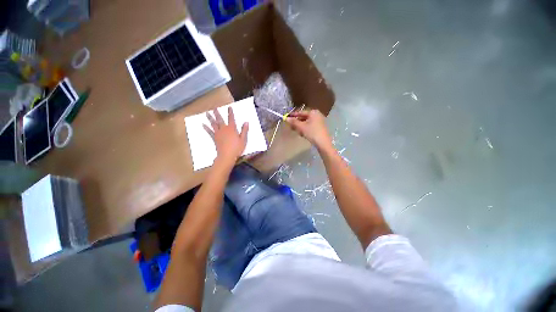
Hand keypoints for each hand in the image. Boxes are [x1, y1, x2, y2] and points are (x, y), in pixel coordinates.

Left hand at [204, 107, 248, 162]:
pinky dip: (206, 128)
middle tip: (214, 108)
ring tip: (207, 113)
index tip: (229, 107)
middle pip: (220, 120)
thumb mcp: (243, 139)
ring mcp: (218, 133)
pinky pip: (209, 131)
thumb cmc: (237, 148)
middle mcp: (224, 129)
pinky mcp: (214, 138)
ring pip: (213, 124)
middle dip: (217, 113)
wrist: (227, 155)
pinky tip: (203, 124)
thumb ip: (244, 130)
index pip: (231, 119)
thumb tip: (246, 122)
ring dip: (210, 118)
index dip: (230, 113)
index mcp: (232, 129)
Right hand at [285, 109, 331, 149]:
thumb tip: (286, 119)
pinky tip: (302, 134)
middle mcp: (317, 115)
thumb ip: (294, 122)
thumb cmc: (312, 133)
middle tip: (290, 126)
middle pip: (304, 117)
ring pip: (306, 122)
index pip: (300, 112)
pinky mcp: (320, 127)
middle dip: (297, 122)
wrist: (323, 143)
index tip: (286, 117)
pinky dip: (305, 129)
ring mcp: (319, 121)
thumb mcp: (301, 127)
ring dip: (300, 126)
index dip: (293, 115)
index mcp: (313, 112)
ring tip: (296, 131)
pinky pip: (310, 126)